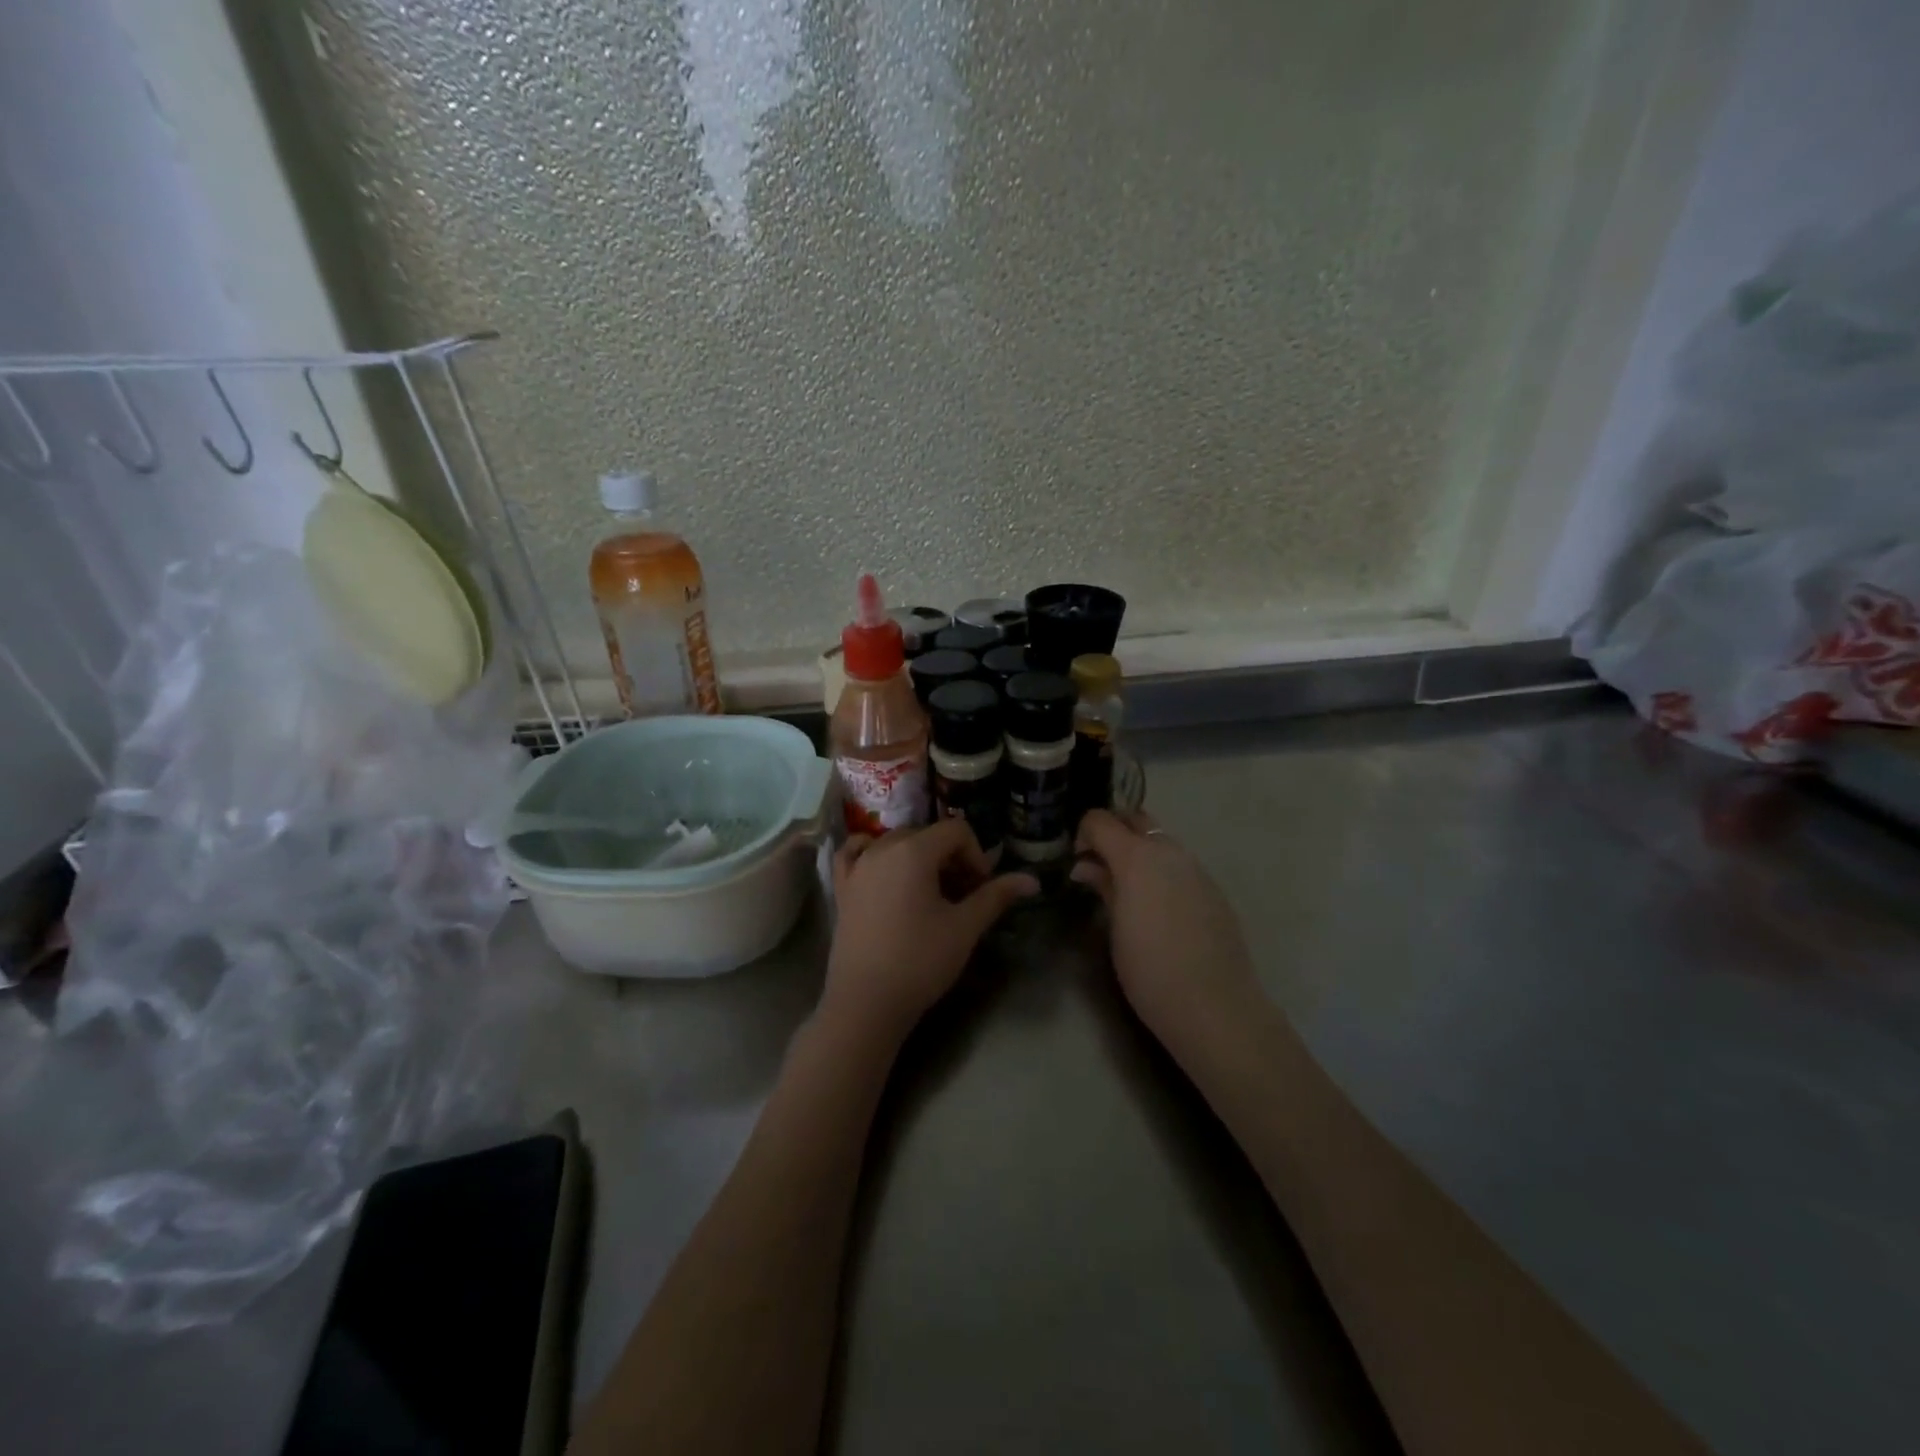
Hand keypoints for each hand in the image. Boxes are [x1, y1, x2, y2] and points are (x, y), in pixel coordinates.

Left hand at [823, 820, 1038, 1044]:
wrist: (866, 1002)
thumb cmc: (920, 961)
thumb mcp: (965, 927)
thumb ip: (996, 896)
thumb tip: (1032, 880)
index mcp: (914, 850)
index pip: (956, 830)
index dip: (976, 855)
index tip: (981, 888)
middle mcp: (882, 847)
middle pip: (927, 835)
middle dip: (950, 858)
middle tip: (961, 895)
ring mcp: (857, 866)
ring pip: (895, 843)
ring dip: (918, 858)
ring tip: (929, 893)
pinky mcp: (842, 887)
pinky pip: (856, 853)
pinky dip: (873, 854)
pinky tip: (884, 872)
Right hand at [1072, 810, 1260, 1047]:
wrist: (1215, 1007)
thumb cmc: (1150, 970)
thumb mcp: (1115, 929)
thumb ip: (1103, 887)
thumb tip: (1085, 866)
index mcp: (1137, 857)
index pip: (1101, 820)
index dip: (1083, 833)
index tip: (1076, 860)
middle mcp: (1169, 851)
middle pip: (1135, 819)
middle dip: (1113, 831)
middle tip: (1098, 863)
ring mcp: (1196, 868)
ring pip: (1160, 840)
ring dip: (1139, 850)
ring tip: (1125, 887)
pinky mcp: (1214, 889)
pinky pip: (1180, 864)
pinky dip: (1161, 870)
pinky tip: (1158, 907)